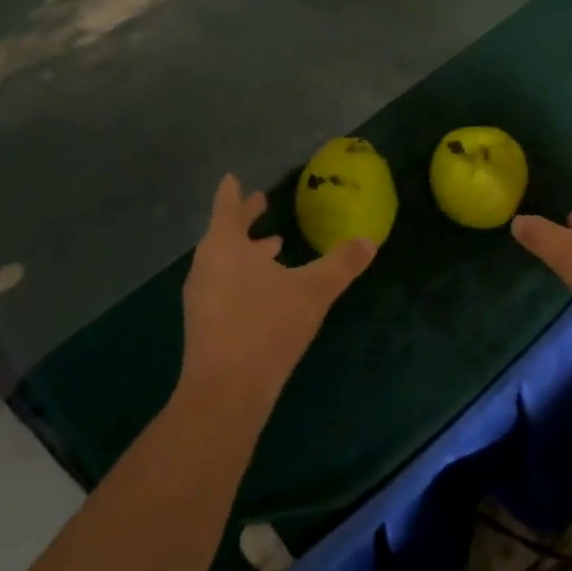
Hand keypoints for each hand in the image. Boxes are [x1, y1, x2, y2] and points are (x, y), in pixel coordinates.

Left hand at [180, 174, 374, 412]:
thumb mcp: (313, 290)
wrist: (226, 392)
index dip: (232, 193)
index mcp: (225, 247)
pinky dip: (243, 276)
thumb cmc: (267, 326)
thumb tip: (369, 241)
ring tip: (274, 246)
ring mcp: (202, 297)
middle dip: (245, 219)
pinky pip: (224, 286)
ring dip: (247, 250)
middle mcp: (207, 266)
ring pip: (224, 262)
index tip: (233, 178)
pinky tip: (266, 291)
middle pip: (224, 233)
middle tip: (262, 203)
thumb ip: (342, 264)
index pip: (227, 208)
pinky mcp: (204, 325)